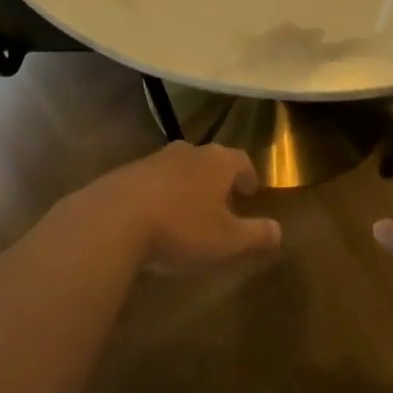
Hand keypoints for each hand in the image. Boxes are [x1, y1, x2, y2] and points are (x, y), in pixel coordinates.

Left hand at [65, 142, 281, 275]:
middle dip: (217, 178)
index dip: (248, 174)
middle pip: (209, 159)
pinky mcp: (126, 173)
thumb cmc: (181, 227)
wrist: (114, 219)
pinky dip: (160, 193)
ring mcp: (154, 159)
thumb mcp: (227, 240)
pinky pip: (152, 180)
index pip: (241, 160)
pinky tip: (155, 216)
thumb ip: (255, 235)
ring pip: (179, 167)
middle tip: (222, 200)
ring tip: (188, 209)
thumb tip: (279, 231)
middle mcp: (187, 152)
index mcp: (216, 162)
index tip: (251, 190)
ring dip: (187, 184)